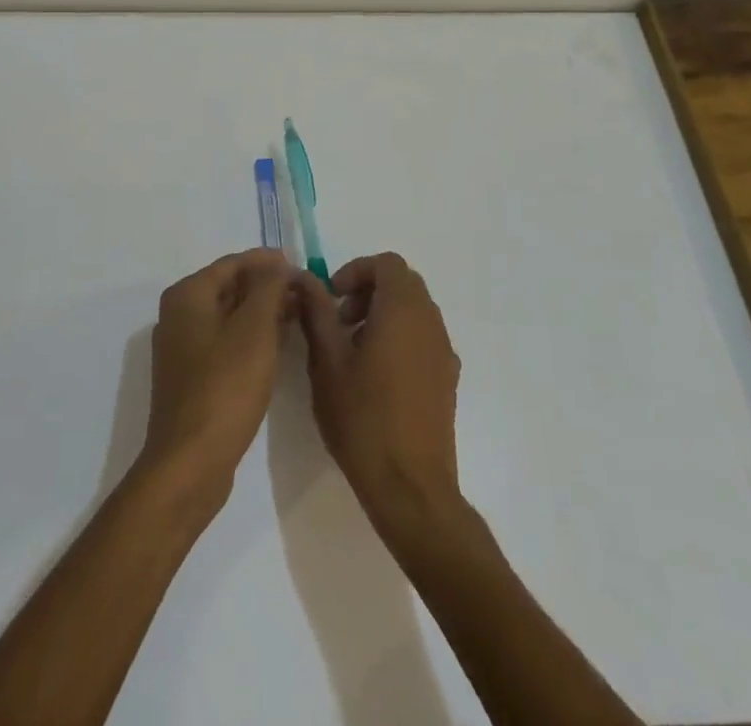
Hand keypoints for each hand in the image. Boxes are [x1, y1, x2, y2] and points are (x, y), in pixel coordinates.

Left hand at [137, 248, 295, 514]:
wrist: (190, 463)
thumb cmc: (225, 387)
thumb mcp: (255, 329)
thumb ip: (269, 287)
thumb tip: (277, 264)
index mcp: (187, 295)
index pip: (233, 263)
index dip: (268, 262)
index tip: (301, 266)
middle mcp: (179, 314)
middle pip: (229, 287)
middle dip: (267, 287)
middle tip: (305, 292)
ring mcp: (183, 347)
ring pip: (229, 315)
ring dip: (262, 312)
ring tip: (298, 314)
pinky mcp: (191, 376)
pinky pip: (225, 341)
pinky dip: (251, 336)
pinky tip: (277, 345)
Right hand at [295, 252, 463, 539]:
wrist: (410, 487)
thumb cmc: (363, 417)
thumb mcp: (327, 360)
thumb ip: (316, 310)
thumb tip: (302, 277)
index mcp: (403, 309)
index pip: (387, 263)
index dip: (356, 271)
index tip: (332, 298)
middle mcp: (431, 322)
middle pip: (402, 284)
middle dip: (368, 291)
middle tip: (339, 321)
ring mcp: (444, 352)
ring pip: (414, 311)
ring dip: (383, 315)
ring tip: (352, 351)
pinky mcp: (448, 379)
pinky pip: (423, 338)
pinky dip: (399, 338)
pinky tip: (376, 378)